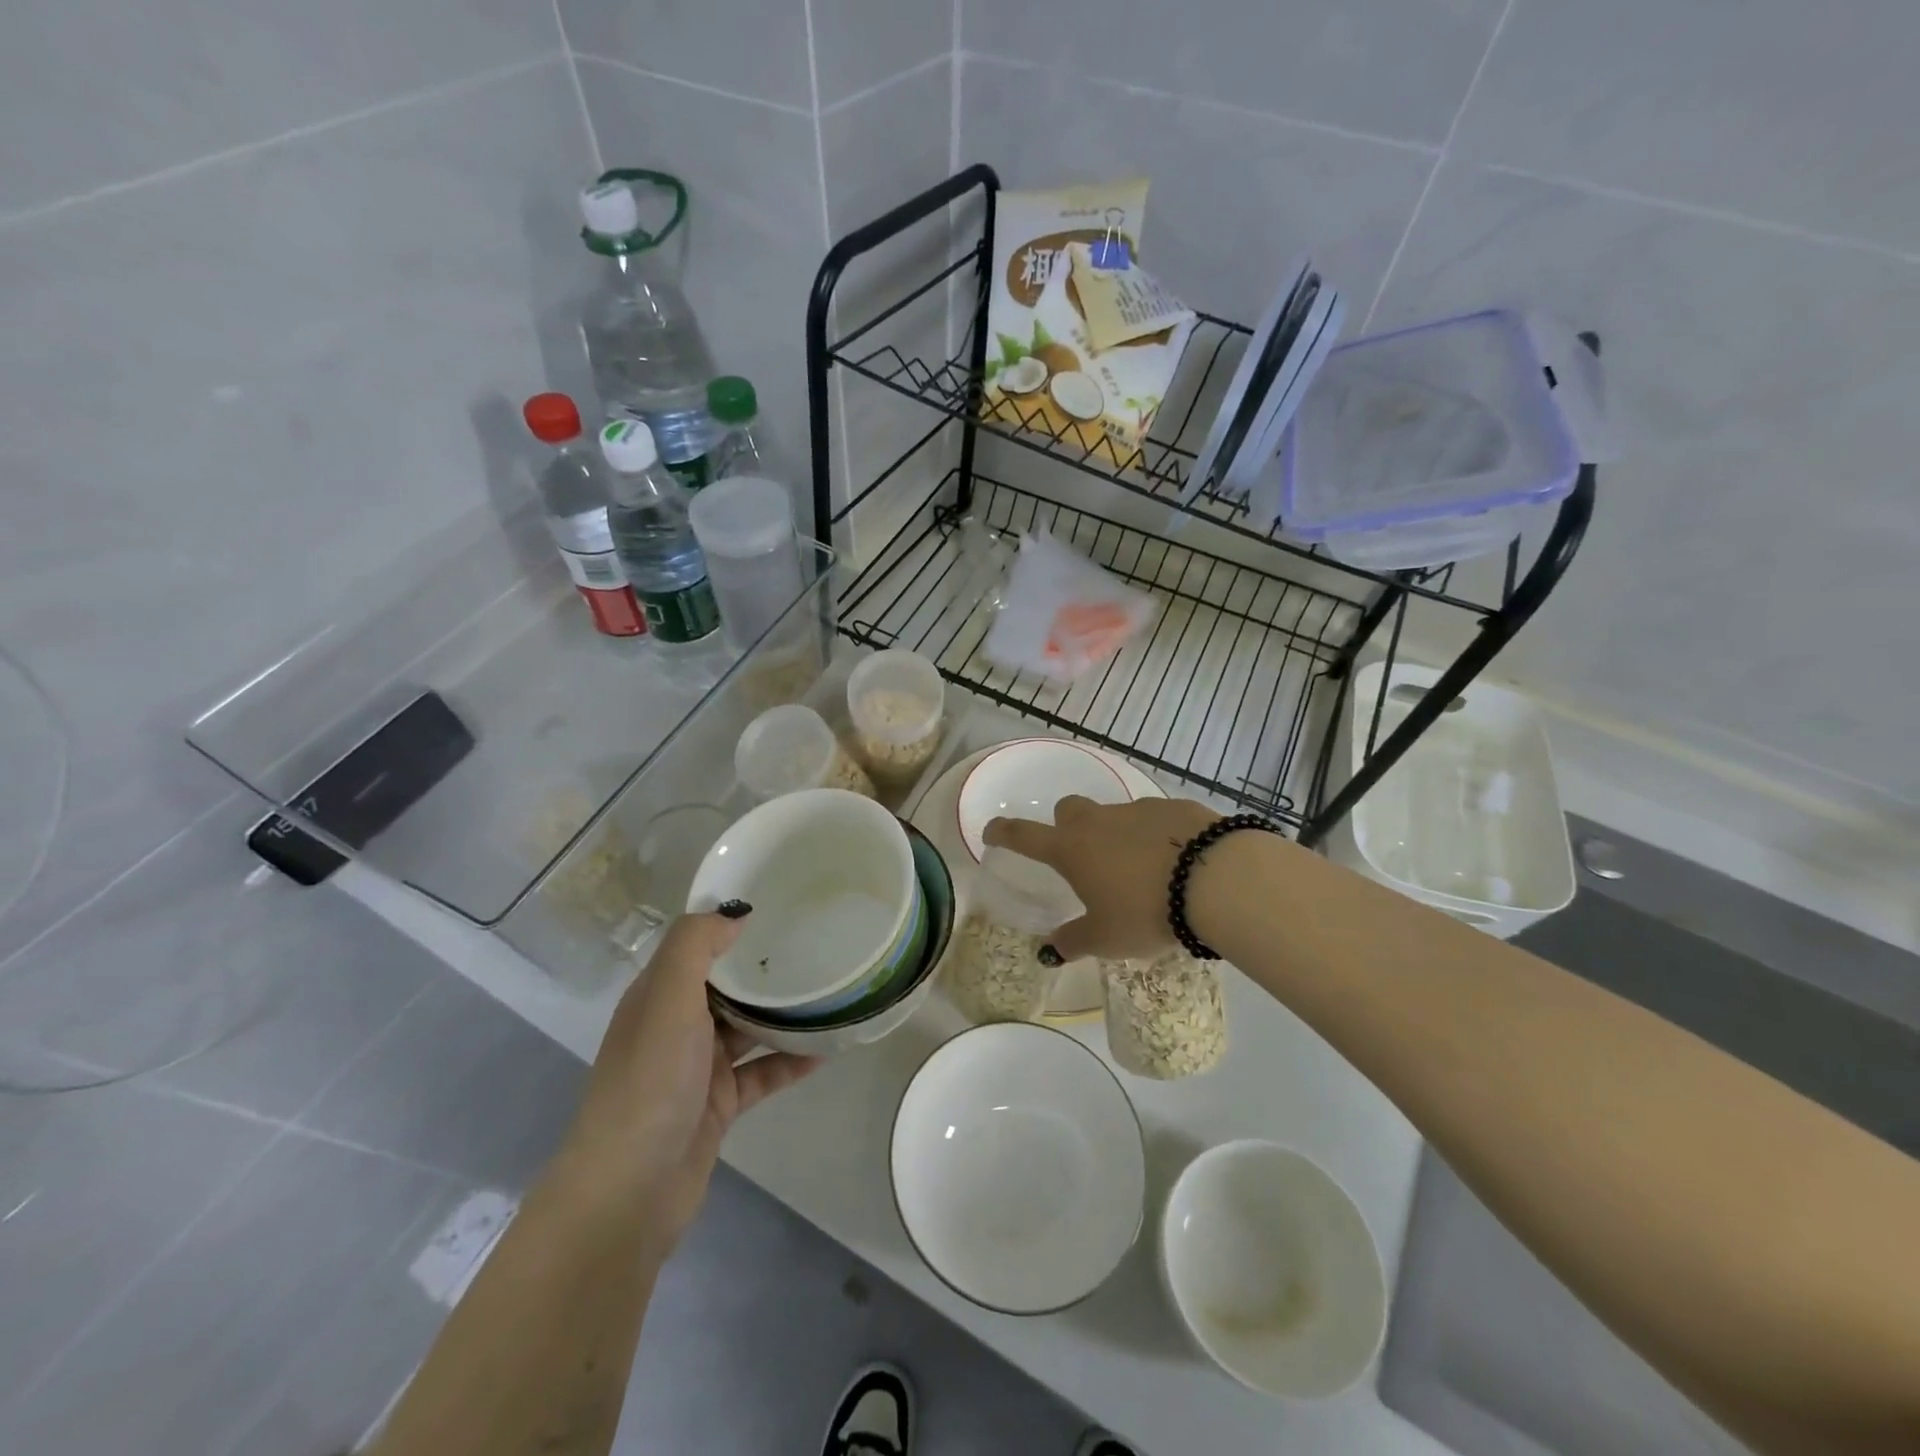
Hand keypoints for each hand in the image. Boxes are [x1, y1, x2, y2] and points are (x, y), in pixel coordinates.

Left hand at [554, 912, 817, 1254]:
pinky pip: (763, 1071)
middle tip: (817, 941)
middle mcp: (675, 1026)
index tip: (778, 901)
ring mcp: (697, 1067)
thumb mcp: (667, 1001)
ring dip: (783, 1012)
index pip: (695, 946)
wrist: (629, 1192)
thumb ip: (695, 947)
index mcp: (657, 996)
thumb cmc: (649, 1083)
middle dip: (763, 965)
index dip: (728, 923)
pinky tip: (828, 1049)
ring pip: (748, 1027)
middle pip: (725, 984)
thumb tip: (737, 914)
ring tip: (830, 990)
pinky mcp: (719, 1104)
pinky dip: (791, 1060)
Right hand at [984, 795, 1219, 961]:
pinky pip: (1155, 821)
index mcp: (1072, 850)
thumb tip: (1049, 951)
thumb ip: (1073, 941)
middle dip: (1066, 826)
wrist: (1216, 879)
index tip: (992, 831)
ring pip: (1115, 816)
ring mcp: (1138, 810)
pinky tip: (1176, 864)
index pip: (1025, 836)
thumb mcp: (1106, 939)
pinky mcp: (1176, 808)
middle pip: (1068, 810)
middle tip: (1082, 858)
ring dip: (1117, 837)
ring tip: (1141, 873)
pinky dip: (1156, 838)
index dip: (1004, 832)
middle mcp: (1099, 822)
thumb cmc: (1146, 912)